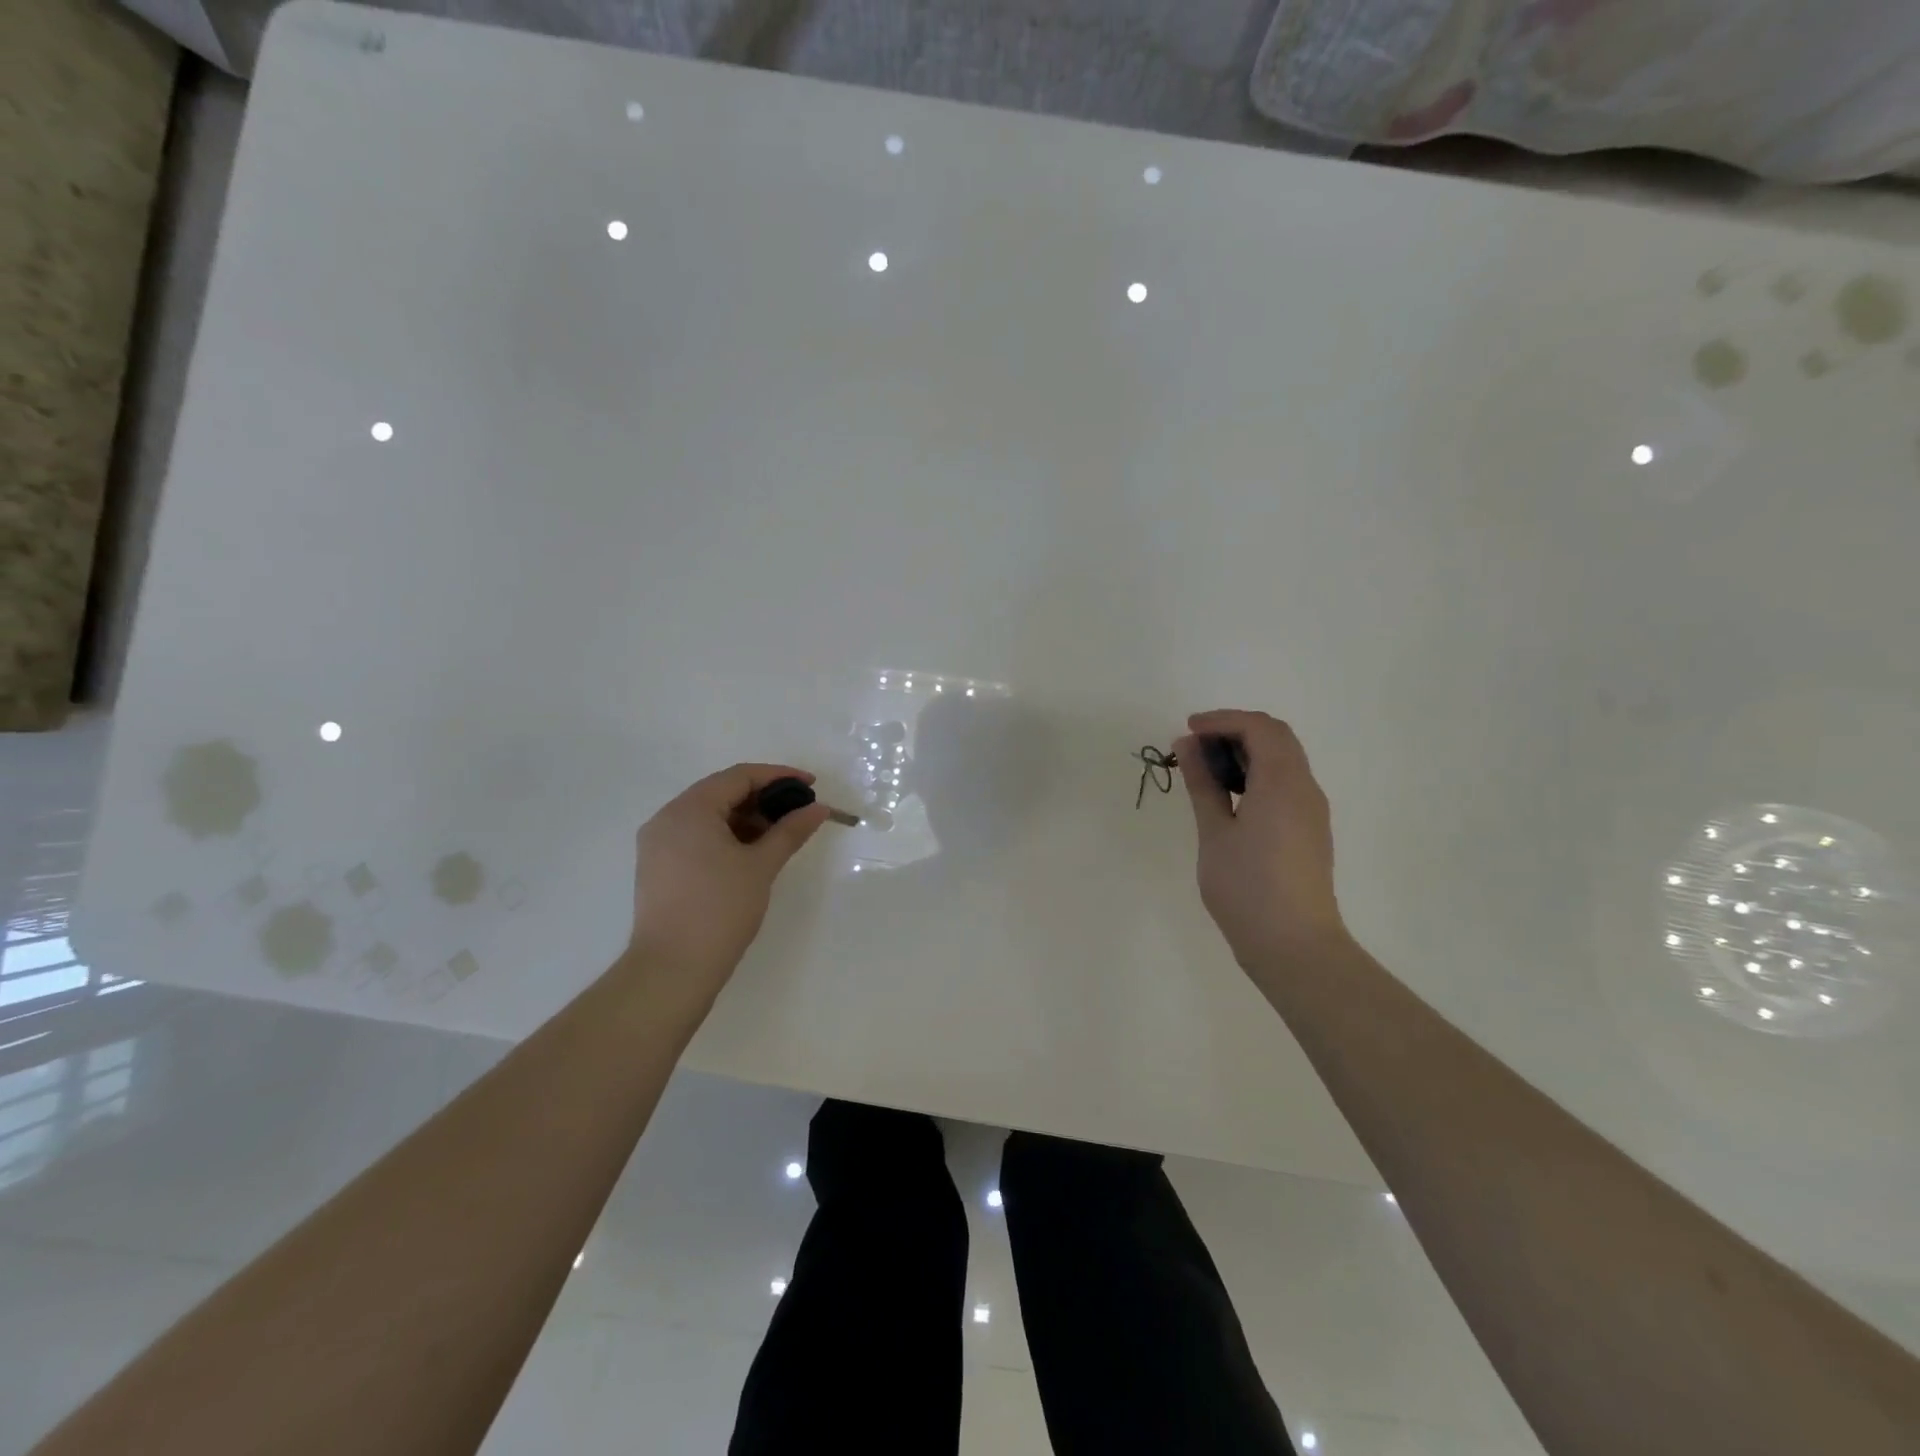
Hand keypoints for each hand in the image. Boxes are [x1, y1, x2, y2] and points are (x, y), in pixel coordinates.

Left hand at [628, 763, 830, 986]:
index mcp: (689, 809)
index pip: (739, 776)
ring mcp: (657, 844)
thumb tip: (818, 808)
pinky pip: (696, 836)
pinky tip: (751, 853)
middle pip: (721, 792)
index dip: (778, 776)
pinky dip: (726, 836)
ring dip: (745, 819)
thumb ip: (790, 830)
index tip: (811, 785)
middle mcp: (667, 818)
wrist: (672, 970)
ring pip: (708, 816)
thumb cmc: (720, 910)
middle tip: (798, 813)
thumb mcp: (761, 866)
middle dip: (763, 798)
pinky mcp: (658, 867)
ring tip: (779, 836)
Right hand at [1176, 710, 1348, 972]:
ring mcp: (1312, 811)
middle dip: (1235, 731)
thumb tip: (1188, 744)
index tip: (1187, 730)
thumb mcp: (1214, 832)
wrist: (1294, 946)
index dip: (1222, 720)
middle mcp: (1305, 788)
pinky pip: (1286, 783)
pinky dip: (1257, 775)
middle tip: (1195, 747)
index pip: (1258, 728)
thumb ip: (1202, 783)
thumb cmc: (1246, 887)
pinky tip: (1230, 798)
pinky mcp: (1310, 831)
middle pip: (1276, 738)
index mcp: (1283, 782)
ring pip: (1284, 760)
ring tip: (1206, 772)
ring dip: (1246, 753)